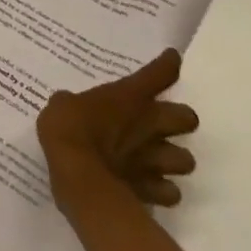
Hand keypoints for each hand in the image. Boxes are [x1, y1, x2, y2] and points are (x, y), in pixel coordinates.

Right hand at [36, 49, 200, 213]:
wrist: (78, 174)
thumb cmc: (68, 128)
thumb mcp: (62, 105)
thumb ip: (74, 103)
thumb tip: (71, 104)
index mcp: (129, 97)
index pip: (159, 73)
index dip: (168, 64)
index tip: (172, 58)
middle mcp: (150, 125)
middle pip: (188, 118)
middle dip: (180, 120)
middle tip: (164, 123)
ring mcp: (155, 159)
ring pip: (187, 160)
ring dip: (175, 158)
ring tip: (159, 159)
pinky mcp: (152, 189)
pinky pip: (170, 192)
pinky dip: (163, 190)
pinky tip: (151, 187)